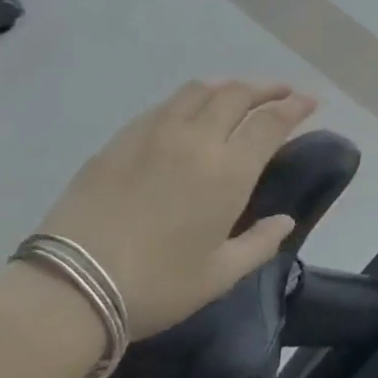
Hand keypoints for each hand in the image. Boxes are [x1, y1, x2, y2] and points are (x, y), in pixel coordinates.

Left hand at [32, 80, 317, 338]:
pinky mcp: (120, 141)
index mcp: (229, 170)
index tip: (309, 102)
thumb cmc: (156, 286)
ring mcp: (154, 135)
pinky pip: (164, 106)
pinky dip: (190, 100)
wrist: (68, 289)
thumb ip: (260, 243)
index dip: (295, 107)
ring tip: (238, 96)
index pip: (272, 121)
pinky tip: (189, 113)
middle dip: (266, 88)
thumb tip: (284, 221)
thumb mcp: (220, 274)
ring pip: (200, 91)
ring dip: (228, 87)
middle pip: (238, 94)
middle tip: (281, 93)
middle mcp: (197, 140)